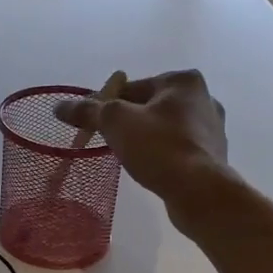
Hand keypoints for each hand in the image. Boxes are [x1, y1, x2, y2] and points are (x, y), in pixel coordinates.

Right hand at [55, 69, 231, 216]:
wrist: (200, 191)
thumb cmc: (159, 147)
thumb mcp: (115, 123)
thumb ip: (88, 111)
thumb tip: (59, 107)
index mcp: (183, 81)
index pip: (132, 88)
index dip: (107, 106)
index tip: (94, 127)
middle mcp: (204, 98)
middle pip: (150, 107)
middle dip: (129, 123)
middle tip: (112, 143)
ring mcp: (212, 128)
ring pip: (165, 128)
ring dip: (147, 139)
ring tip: (131, 158)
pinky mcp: (214, 155)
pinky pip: (179, 149)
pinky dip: (163, 155)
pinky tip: (153, 170)